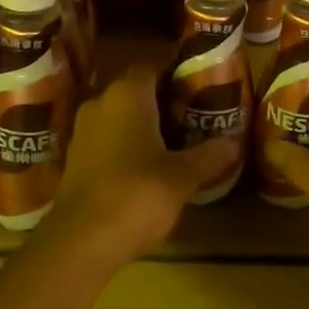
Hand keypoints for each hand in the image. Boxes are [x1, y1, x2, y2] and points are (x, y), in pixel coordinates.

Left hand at [39, 65, 239, 268]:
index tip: (198, 86)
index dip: (175, 73)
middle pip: (135, 90)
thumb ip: (209, 155)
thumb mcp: (182, 177)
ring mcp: (83, 131)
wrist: (80, 241)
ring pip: (119, 115)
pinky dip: (126, 144)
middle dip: (162, 100)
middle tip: (193, 114)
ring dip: (143, 124)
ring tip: (174, 140)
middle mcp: (100, 103)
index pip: (152, 67)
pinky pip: (107, 138)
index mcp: (127, 94)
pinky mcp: (75, 158)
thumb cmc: (136, 194)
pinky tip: (146, 165)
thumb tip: (234, 142)